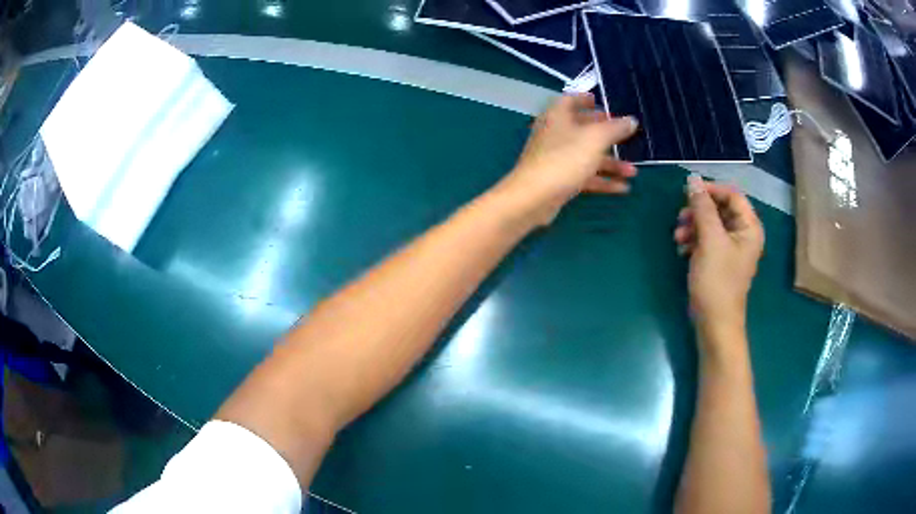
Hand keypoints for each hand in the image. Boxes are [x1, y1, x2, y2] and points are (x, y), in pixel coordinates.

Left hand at [493, 93, 638, 225]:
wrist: (533, 198)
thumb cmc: (564, 159)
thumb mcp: (595, 139)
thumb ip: (615, 129)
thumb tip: (631, 120)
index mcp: (557, 116)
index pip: (569, 100)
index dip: (583, 99)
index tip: (598, 101)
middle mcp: (555, 134)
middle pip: (581, 129)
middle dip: (604, 132)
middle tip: (623, 135)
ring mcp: (555, 158)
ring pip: (586, 155)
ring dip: (610, 163)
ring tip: (632, 171)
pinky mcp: (558, 180)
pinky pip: (584, 176)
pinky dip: (602, 180)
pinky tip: (622, 188)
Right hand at [674, 174, 763, 342]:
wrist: (714, 322)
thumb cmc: (717, 281)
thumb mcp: (709, 240)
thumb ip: (702, 207)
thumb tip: (693, 179)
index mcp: (749, 227)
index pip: (732, 195)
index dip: (711, 190)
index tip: (688, 192)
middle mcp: (744, 234)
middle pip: (721, 208)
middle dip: (699, 211)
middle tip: (680, 217)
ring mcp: (732, 248)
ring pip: (711, 223)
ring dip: (693, 226)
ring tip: (678, 237)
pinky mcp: (720, 260)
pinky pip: (707, 239)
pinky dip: (694, 240)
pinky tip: (682, 249)